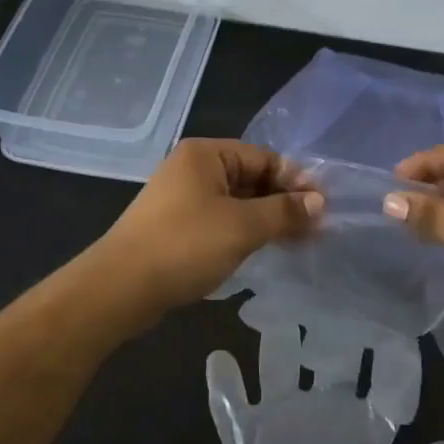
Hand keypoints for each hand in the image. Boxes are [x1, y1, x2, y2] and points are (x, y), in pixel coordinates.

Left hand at [101, 139, 323, 312]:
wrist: (119, 288)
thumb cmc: (184, 245)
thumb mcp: (242, 226)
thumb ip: (284, 212)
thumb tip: (320, 203)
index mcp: (206, 154)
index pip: (265, 158)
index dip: (296, 181)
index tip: (323, 208)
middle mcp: (193, 169)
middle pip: (251, 178)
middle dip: (284, 202)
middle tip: (316, 229)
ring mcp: (182, 198)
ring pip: (237, 202)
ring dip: (267, 219)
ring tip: (298, 242)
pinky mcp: (177, 226)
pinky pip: (221, 221)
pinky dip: (245, 232)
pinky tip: (264, 250)